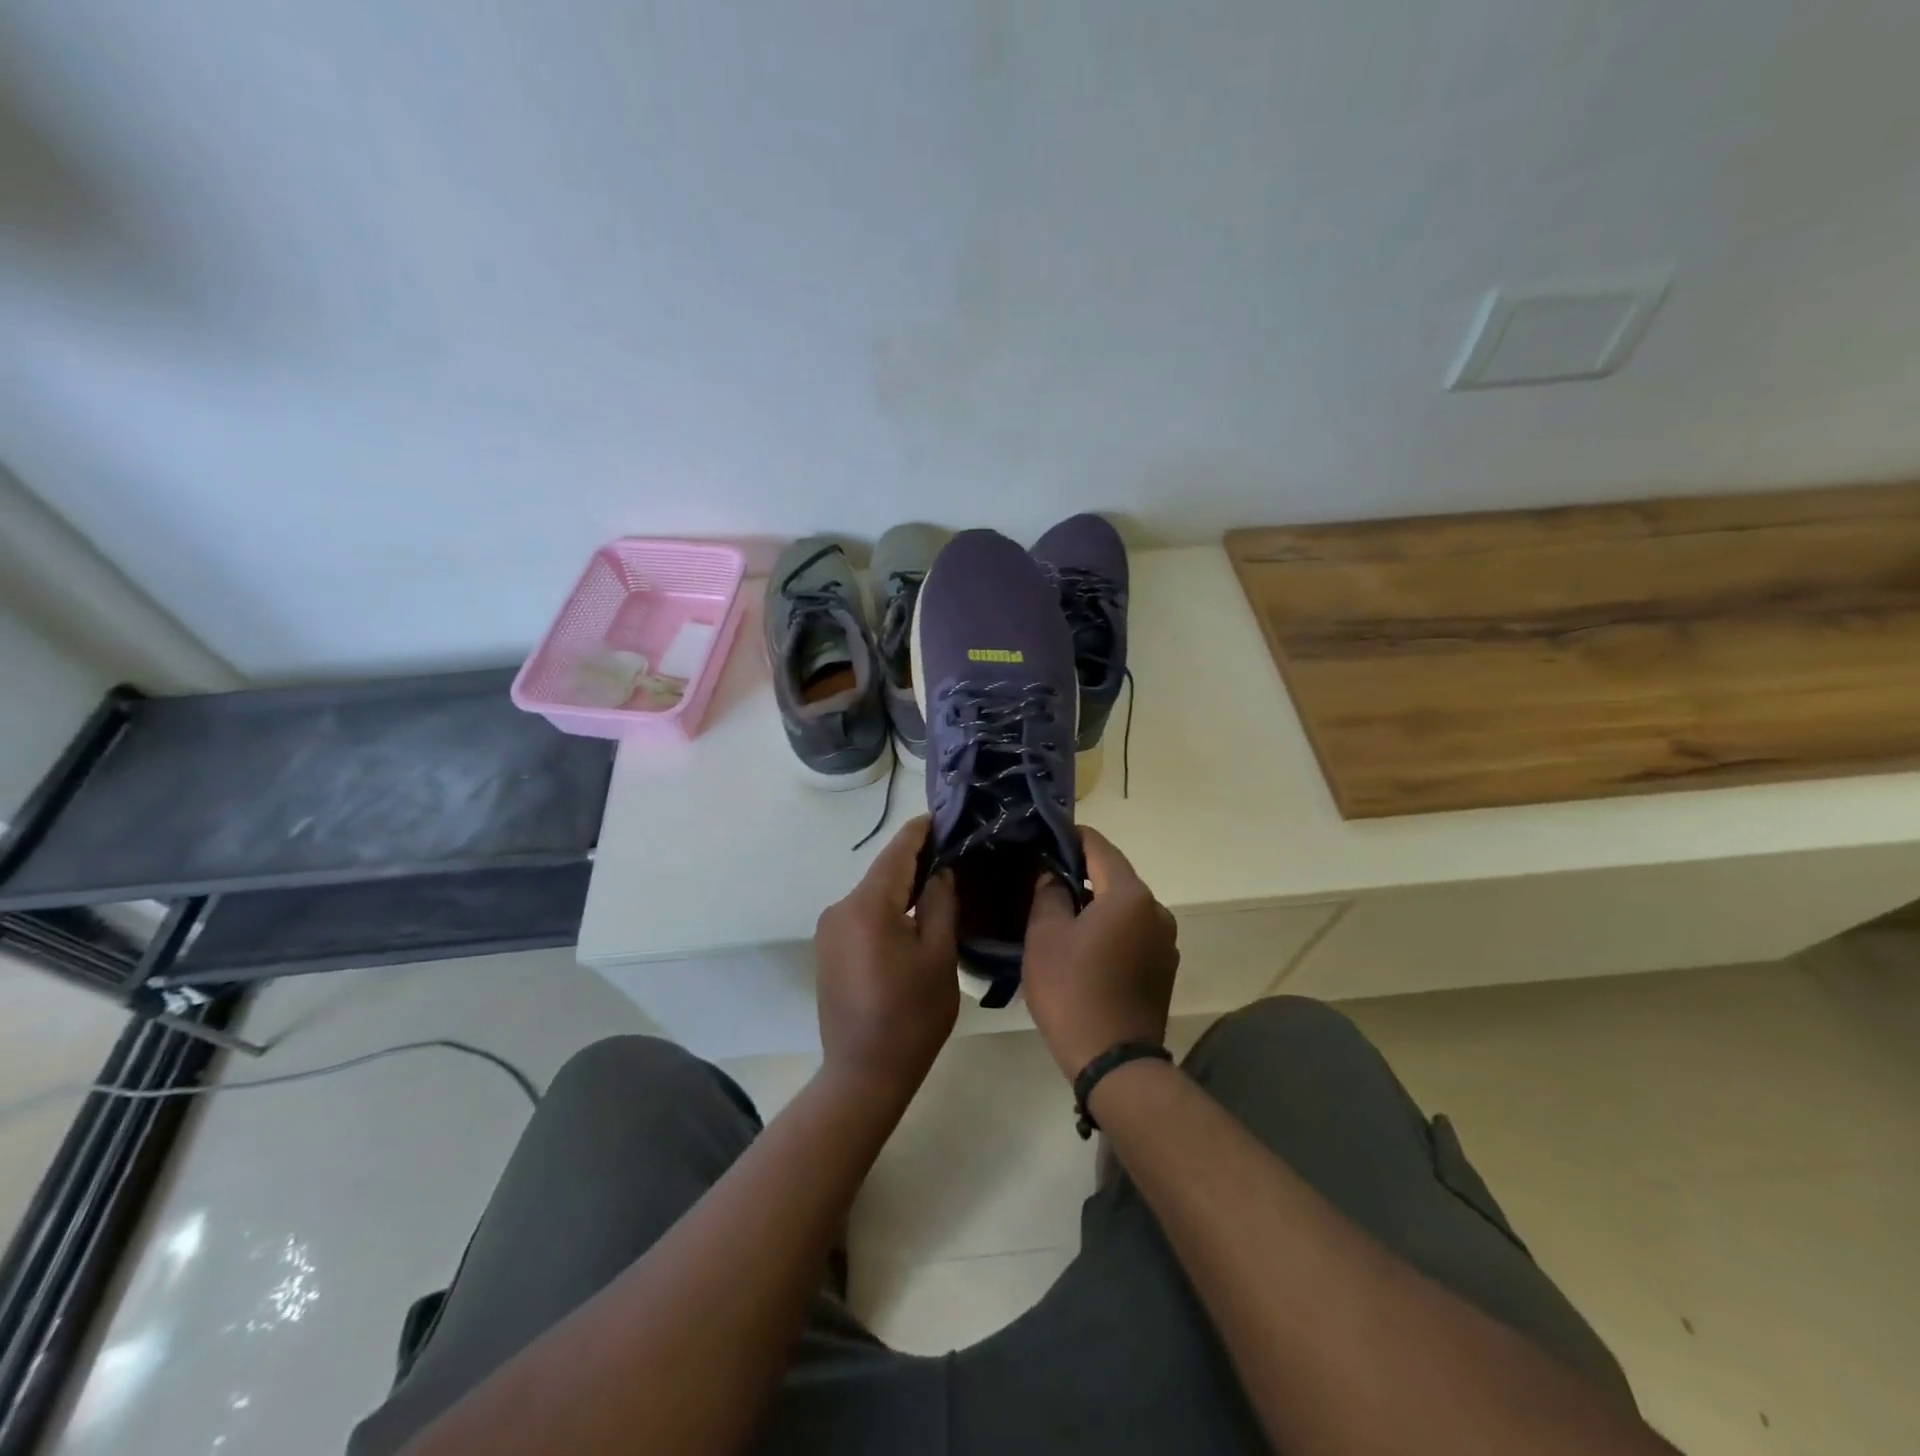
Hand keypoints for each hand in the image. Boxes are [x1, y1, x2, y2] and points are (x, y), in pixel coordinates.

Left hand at [814, 816, 959, 1097]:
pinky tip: (912, 913)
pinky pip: (862, 913)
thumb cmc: (911, 1016)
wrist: (863, 1073)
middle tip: (953, 850)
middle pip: (883, 872)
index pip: (897, 853)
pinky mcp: (828, 948)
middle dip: (916, 859)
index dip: (921, 832)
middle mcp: (840, 908)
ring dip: (902, 885)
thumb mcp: (939, 956)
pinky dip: (887, 907)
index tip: (943, 815)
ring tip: (939, 879)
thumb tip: (941, 870)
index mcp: (867, 906)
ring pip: (873, 893)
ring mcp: (829, 929)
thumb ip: (941, 903)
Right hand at [1023, 827, 1179, 1079]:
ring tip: (1062, 914)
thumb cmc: (1073, 991)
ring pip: (1124, 906)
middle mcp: (1157, 910)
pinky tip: (1086, 946)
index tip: (1046, 836)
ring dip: (1097, 904)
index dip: (1071, 836)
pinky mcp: (1165, 967)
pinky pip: (1134, 932)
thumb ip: (1049, 893)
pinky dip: (1111, 928)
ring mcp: (1166, 940)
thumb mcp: (1045, 936)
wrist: (1115, 1062)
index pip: (1099, 847)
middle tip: (1045, 878)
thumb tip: (1054, 875)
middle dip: (1082, 873)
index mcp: (1130, 895)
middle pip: (1115, 876)